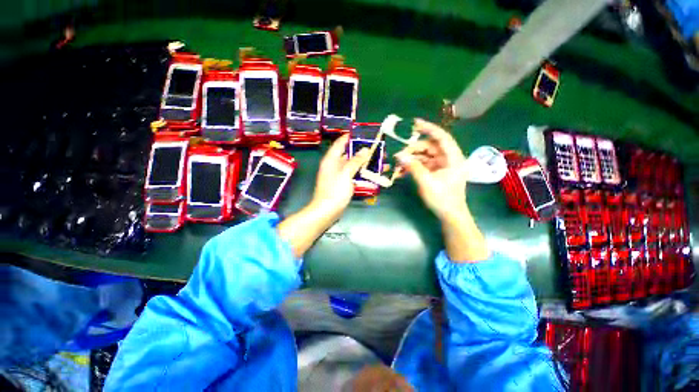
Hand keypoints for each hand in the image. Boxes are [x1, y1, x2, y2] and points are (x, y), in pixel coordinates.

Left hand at [278, 135, 368, 258]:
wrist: (327, 211)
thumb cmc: (334, 190)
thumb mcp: (345, 173)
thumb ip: (355, 161)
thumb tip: (365, 150)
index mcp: (331, 159)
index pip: (340, 143)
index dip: (351, 136)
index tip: (363, 133)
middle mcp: (335, 165)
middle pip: (350, 154)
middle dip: (364, 152)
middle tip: (379, 149)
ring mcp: (339, 175)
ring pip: (354, 166)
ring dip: (367, 164)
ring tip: (382, 162)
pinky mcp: (343, 184)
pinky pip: (355, 175)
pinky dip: (364, 174)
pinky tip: (375, 174)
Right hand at [396, 119, 488, 261]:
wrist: (450, 215)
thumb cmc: (442, 199)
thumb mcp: (426, 182)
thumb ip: (413, 167)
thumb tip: (399, 155)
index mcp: (453, 158)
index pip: (441, 137)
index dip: (429, 128)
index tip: (414, 124)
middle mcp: (449, 159)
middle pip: (430, 147)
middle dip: (414, 149)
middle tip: (399, 155)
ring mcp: (442, 166)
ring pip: (425, 156)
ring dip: (412, 159)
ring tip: (398, 164)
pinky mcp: (437, 172)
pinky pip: (424, 164)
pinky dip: (414, 166)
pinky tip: (403, 171)